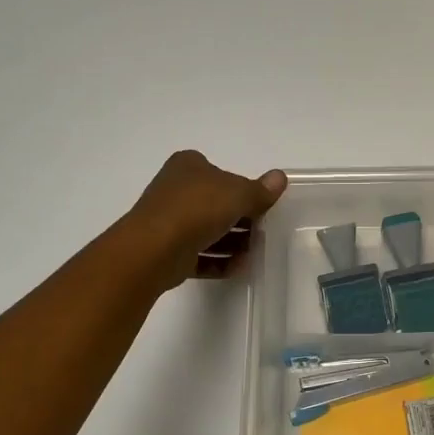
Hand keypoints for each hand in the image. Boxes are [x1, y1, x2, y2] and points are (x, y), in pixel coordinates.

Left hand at [125, 150, 287, 289]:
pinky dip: (218, 261)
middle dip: (241, 220)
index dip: (243, 190)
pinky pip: (198, 254)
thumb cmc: (197, 209)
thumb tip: (280, 178)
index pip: (222, 174)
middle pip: (216, 203)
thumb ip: (260, 190)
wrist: (153, 250)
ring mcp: (169, 221)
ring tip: (253, 254)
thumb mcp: (238, 194)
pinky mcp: (167, 250)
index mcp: (189, 166)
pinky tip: (238, 267)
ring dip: (233, 243)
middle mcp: (176, 189)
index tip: (262, 207)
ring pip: (208, 230)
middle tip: (262, 232)